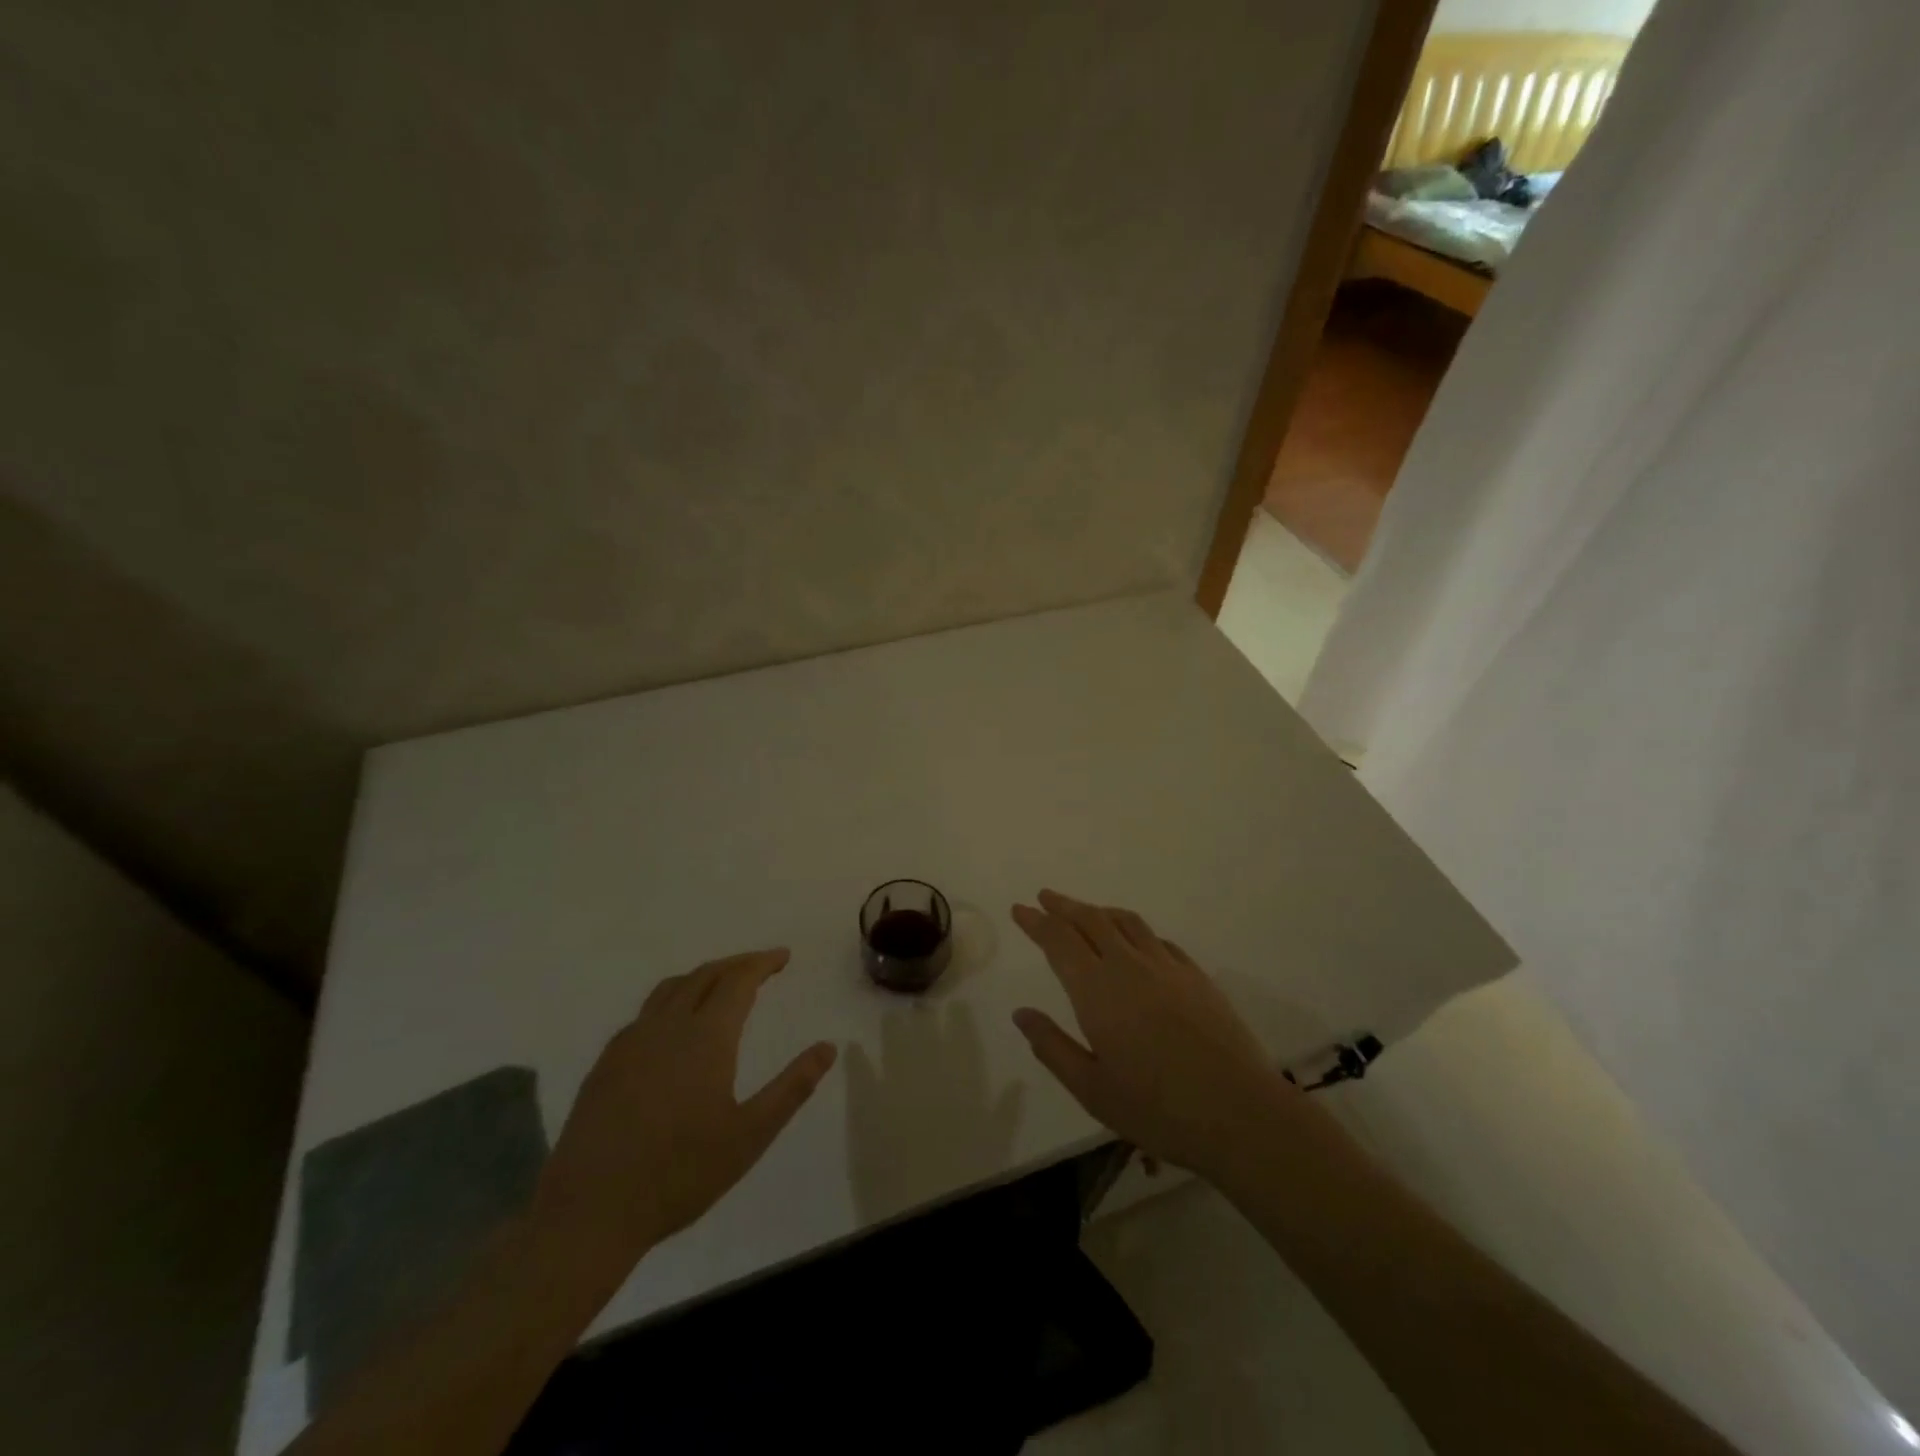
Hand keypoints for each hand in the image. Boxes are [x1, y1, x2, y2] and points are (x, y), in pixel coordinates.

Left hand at [533, 949, 837, 1280]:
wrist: (590, 1212)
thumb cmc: (680, 1174)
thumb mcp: (750, 1135)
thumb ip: (792, 1087)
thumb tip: (828, 1047)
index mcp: (706, 1037)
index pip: (738, 981)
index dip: (762, 963)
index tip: (783, 956)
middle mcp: (667, 1026)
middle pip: (705, 975)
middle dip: (736, 964)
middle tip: (761, 966)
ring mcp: (630, 1042)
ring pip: (671, 988)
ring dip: (702, 977)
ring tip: (721, 985)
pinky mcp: (605, 1063)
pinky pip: (645, 1013)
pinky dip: (672, 1001)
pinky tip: (674, 1028)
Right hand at [1010, 891, 1299, 1181]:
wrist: (1240, 1113)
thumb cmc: (1157, 1109)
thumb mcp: (1091, 1089)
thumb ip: (1052, 1046)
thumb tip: (1022, 1013)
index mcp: (1097, 990)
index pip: (1059, 940)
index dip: (1037, 922)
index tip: (1020, 909)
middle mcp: (1129, 966)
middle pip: (1091, 920)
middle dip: (1064, 906)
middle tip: (1045, 897)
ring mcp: (1168, 967)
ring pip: (1127, 922)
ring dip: (1100, 911)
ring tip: (1085, 911)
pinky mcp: (1197, 977)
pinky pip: (1158, 940)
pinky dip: (1136, 931)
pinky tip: (1136, 942)